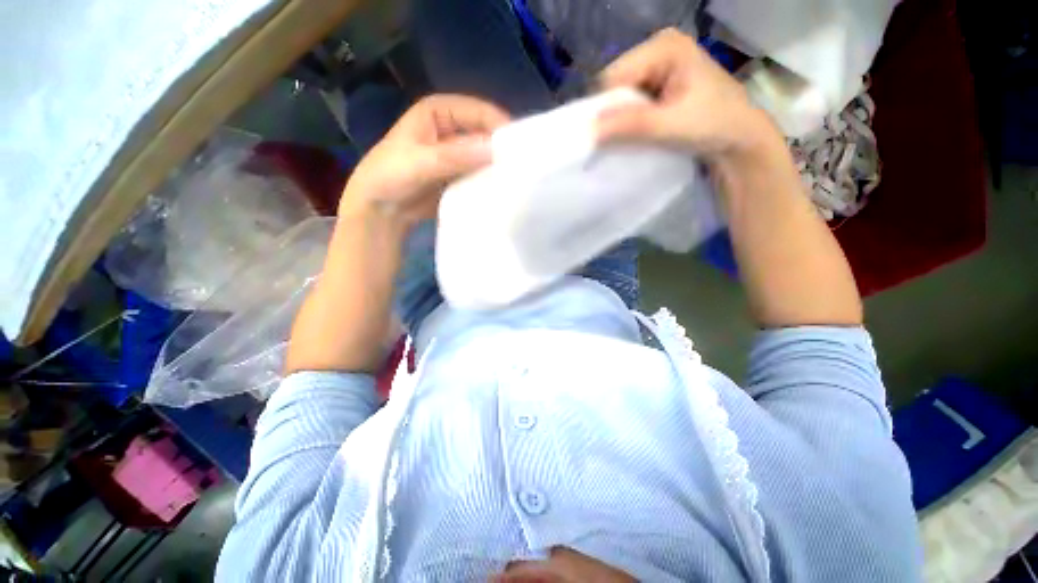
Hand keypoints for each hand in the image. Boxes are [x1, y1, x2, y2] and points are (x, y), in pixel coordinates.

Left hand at [338, 94, 509, 234]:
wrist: (380, 208)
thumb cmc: (391, 175)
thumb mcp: (422, 162)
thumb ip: (457, 156)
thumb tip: (495, 150)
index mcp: (437, 111)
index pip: (476, 110)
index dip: (497, 123)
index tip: (519, 144)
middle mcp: (450, 129)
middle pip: (482, 132)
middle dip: (499, 147)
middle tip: (521, 164)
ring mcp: (455, 154)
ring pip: (482, 155)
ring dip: (496, 165)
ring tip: (515, 178)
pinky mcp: (458, 175)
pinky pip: (478, 173)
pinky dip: (488, 180)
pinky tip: (500, 188)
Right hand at [596, 29, 780, 164]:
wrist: (738, 137)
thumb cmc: (714, 124)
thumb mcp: (671, 125)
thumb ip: (631, 125)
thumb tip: (591, 130)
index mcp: (664, 46)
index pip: (614, 76)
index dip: (607, 107)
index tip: (608, 136)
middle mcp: (658, 48)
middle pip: (616, 83)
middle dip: (615, 113)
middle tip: (624, 137)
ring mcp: (658, 65)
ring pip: (621, 95)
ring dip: (622, 119)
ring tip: (633, 135)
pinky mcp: (659, 82)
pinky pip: (630, 102)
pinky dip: (629, 120)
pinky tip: (638, 131)